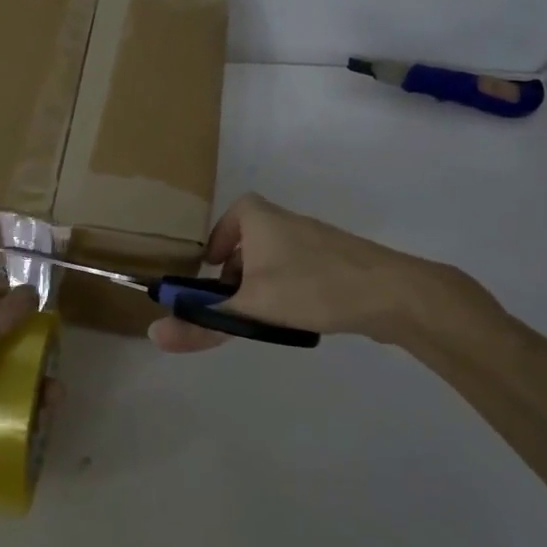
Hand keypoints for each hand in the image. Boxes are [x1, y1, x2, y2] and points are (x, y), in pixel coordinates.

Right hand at [148, 192, 479, 352]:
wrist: (391, 293)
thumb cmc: (310, 287)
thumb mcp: (248, 307)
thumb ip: (202, 321)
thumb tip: (154, 334)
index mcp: (262, 219)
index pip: (234, 212)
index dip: (219, 237)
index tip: (211, 268)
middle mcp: (289, 223)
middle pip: (254, 239)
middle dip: (237, 269)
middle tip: (229, 300)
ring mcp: (319, 243)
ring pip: (278, 259)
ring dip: (263, 283)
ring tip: (260, 316)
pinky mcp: (340, 264)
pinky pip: (302, 272)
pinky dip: (289, 290)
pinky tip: (296, 318)